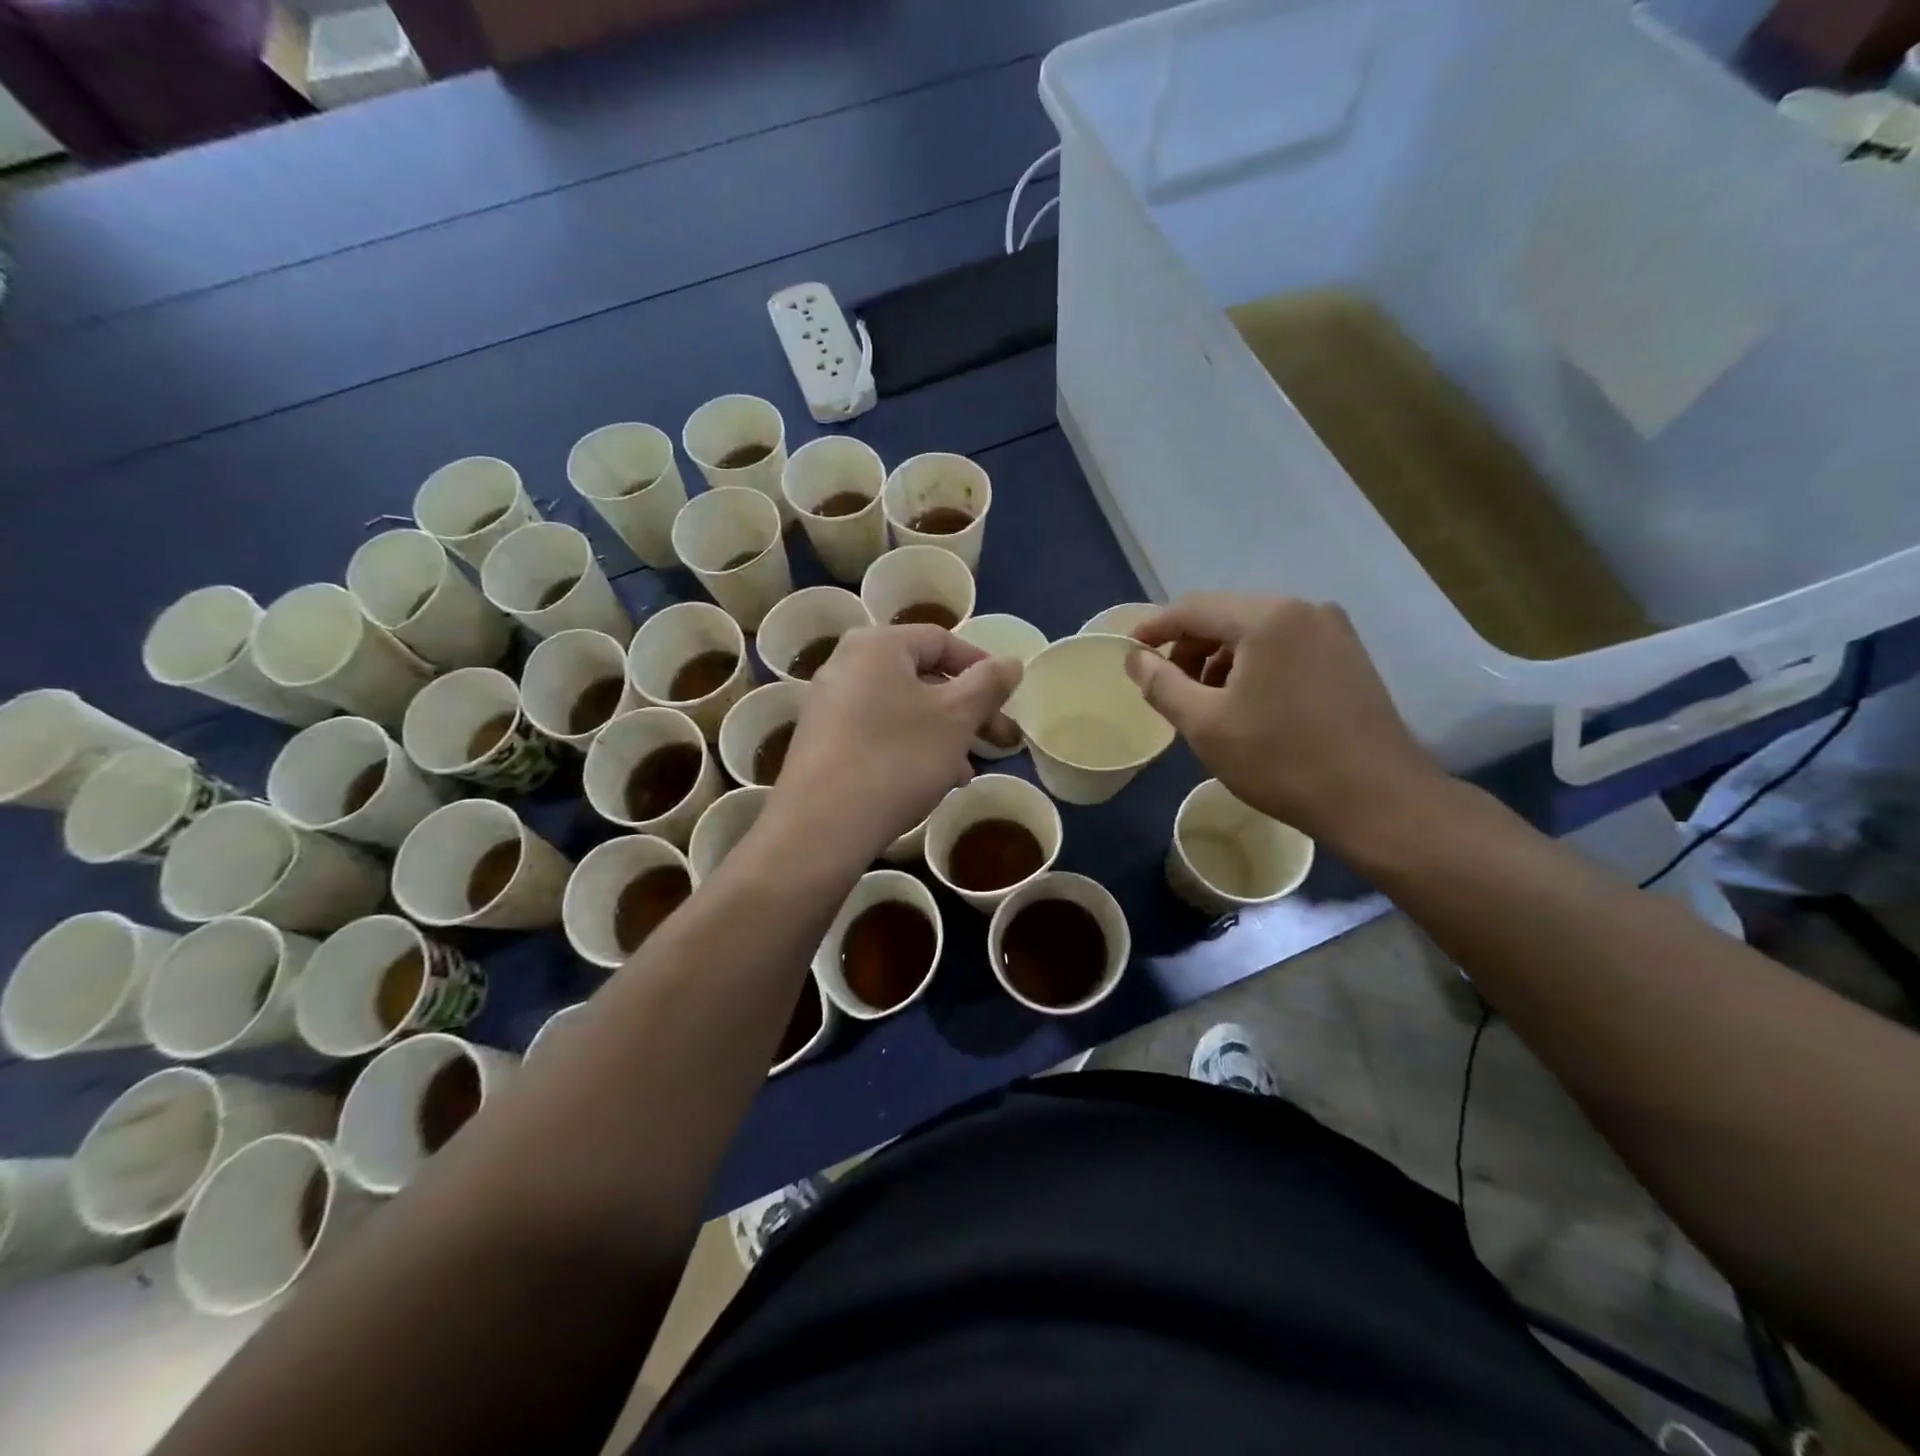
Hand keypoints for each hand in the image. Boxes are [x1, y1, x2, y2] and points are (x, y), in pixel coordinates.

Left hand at [772, 625, 1022, 863]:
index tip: (1008, 701)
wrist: (822, 826)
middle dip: (967, 710)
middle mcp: (845, 664)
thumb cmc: (898, 758)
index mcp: (876, 645)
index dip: (982, 667)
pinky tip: (931, 782)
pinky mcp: (822, 743)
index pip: (942, 640)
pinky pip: (878, 733)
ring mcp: (828, 705)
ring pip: (902, 710)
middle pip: (922, 677)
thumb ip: (988, 684)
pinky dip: (910, 748)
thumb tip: (1012, 662)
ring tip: (967, 771)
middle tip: (1000, 741)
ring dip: (943, 735)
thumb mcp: (956, 718)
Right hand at [1127, 594, 1445, 846]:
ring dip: (1221, 659)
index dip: (1154, 628)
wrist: (1377, 800)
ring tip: (1208, 704)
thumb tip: (1135, 658)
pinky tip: (1249, 704)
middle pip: (1226, 615)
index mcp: (1267, 618)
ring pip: (1256, 631)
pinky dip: (1254, 666)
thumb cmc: (1281, 761)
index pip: (1193, 608)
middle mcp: (1303, 609)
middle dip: (1190, 648)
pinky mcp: (1348, 655)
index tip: (1130, 653)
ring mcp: (1332, 631)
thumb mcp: (1205, 725)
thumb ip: (1162, 684)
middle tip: (1170, 689)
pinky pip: (1285, 646)